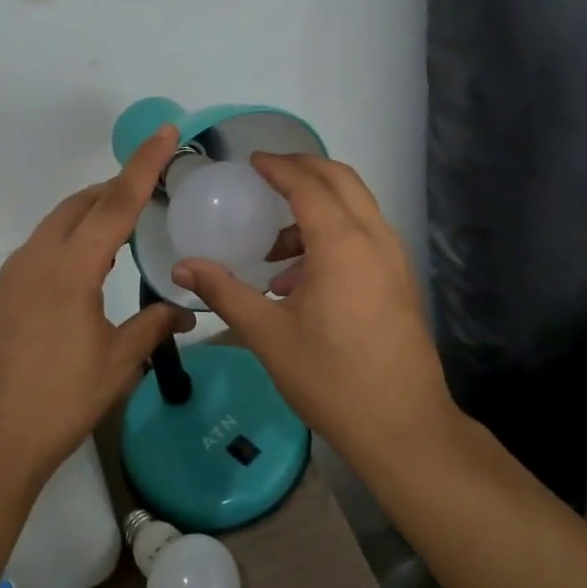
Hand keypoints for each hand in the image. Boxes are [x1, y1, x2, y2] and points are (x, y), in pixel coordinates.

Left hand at [0, 124, 195, 490]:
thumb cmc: (57, 403)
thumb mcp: (116, 364)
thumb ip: (152, 327)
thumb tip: (186, 311)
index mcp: (70, 269)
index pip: (116, 203)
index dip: (144, 165)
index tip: (166, 132)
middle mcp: (37, 259)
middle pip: (81, 204)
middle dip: (116, 187)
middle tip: (152, 186)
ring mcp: (13, 276)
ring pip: (58, 224)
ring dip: (91, 213)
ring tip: (126, 223)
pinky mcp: (1, 295)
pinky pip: (42, 248)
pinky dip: (71, 239)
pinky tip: (89, 264)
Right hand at [170, 154, 454, 467]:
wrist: (403, 427)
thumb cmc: (330, 378)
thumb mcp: (268, 335)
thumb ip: (225, 292)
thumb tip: (183, 265)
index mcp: (341, 244)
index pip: (307, 184)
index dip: (277, 167)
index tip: (251, 160)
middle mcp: (374, 239)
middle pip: (340, 180)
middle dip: (303, 170)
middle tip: (267, 175)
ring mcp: (394, 260)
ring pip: (356, 207)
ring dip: (317, 208)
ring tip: (274, 250)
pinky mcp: (400, 281)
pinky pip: (365, 236)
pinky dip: (333, 235)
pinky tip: (300, 282)